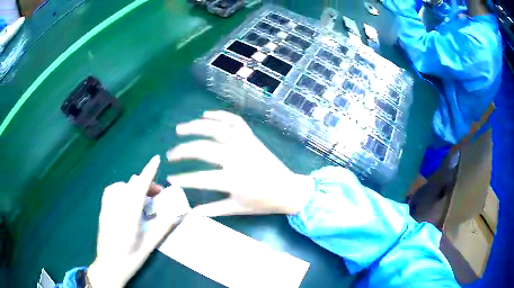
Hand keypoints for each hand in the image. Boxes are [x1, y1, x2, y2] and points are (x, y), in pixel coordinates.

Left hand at [87, 156, 190, 287]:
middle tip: (157, 194)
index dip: (148, 172)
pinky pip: (111, 191)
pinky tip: (126, 198)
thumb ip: (162, 228)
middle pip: (131, 186)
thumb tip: (177, 213)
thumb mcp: (149, 246)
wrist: (108, 266)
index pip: (139, 188)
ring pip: (120, 186)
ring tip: (142, 195)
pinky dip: (121, 189)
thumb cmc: (130, 259)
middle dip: (146, 184)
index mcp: (129, 217)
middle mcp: (116, 208)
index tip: (156, 159)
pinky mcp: (103, 211)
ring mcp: (107, 208)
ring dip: (133, 186)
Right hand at [166, 110, 314, 216]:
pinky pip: (234, 121)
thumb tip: (189, 213)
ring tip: (180, 129)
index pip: (200, 178)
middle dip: (183, 151)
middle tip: (171, 155)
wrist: (288, 189)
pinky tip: (206, 114)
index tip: (169, 178)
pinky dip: (220, 115)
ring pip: (216, 129)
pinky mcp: (252, 137)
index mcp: (233, 179)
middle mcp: (237, 157)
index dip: (182, 179)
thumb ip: (212, 210)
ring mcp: (245, 144)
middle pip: (203, 149)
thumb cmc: (263, 202)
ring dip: (195, 127)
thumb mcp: (237, 208)